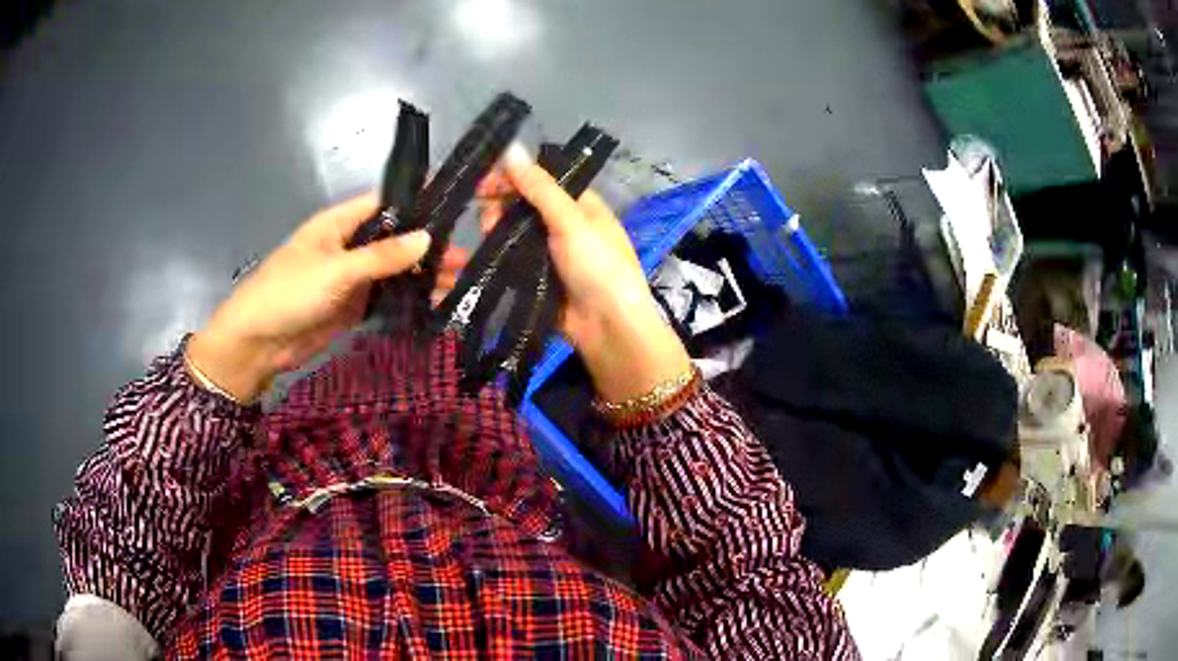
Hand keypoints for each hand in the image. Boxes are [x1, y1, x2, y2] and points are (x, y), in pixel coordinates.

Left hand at [187, 193, 464, 402]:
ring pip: (392, 271)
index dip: (416, 204)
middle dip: (425, 245)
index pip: (384, 204)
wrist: (258, 344)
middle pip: (393, 239)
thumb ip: (382, 256)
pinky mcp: (351, 307)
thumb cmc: (289, 293)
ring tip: (458, 280)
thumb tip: (428, 237)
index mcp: (339, 223)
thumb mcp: (336, 270)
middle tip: (465, 255)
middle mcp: (348, 246)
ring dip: (420, 275)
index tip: (454, 209)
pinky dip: (406, 300)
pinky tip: (433, 302)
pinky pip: (385, 298)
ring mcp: (350, 278)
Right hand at [481, 146, 691, 402]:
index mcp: (578, 203)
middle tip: (489, 219)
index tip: (481, 182)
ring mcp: (546, 252)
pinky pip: (508, 260)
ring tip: (487, 238)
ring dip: (494, 231)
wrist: (608, 328)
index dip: (510, 177)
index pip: (538, 180)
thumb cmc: (598, 266)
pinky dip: (492, 255)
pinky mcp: (533, 278)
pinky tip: (475, 257)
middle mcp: (561, 224)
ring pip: (510, 232)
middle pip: (520, 205)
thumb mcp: (571, 221)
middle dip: (499, 206)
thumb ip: (539, 187)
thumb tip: (511, 148)